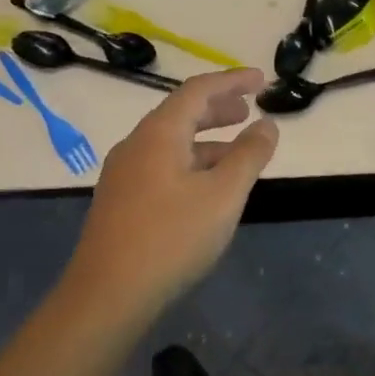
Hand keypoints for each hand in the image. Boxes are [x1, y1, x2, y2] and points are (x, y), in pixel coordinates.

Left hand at [63, 68, 279, 317]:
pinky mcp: (120, 202)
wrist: (107, 295)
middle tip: (248, 111)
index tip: (262, 80)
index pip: (198, 90)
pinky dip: (190, 163)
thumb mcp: (223, 195)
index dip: (232, 81)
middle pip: (180, 113)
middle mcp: (136, 145)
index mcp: (158, 134)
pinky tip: (206, 188)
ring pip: (171, 143)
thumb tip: (267, 124)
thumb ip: (249, 155)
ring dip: (206, 140)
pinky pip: (161, 166)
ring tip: (237, 152)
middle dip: (218, 108)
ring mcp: (123, 175)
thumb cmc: (171, 238)